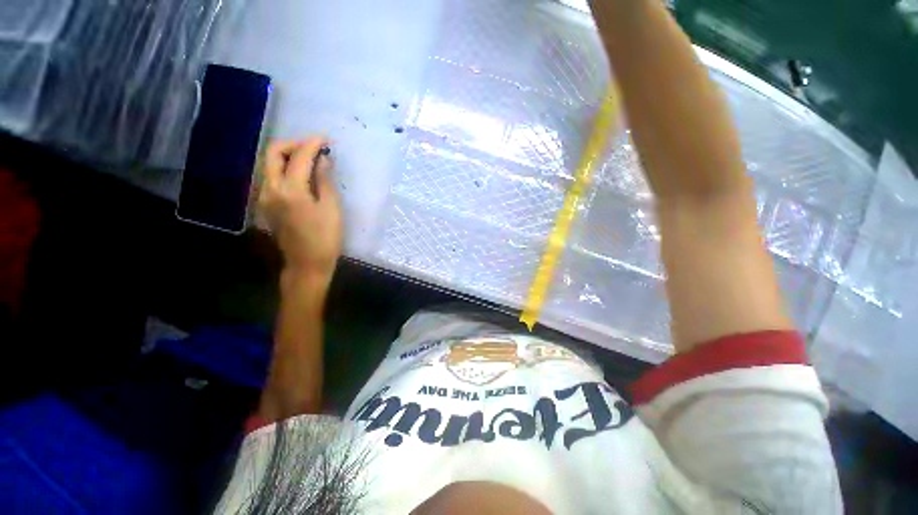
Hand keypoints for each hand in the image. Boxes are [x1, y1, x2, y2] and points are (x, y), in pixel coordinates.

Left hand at [259, 138, 341, 285]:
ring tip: (310, 159)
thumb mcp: (331, 209)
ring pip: (270, 164)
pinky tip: (301, 175)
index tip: (325, 138)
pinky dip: (285, 169)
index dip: (312, 144)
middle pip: (273, 153)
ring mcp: (264, 197)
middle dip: (294, 144)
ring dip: (288, 155)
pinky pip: (272, 177)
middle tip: (314, 146)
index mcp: (290, 190)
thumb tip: (323, 160)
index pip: (299, 157)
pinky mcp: (266, 204)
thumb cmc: (325, 238)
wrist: (307, 264)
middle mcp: (270, 189)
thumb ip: (324, 181)